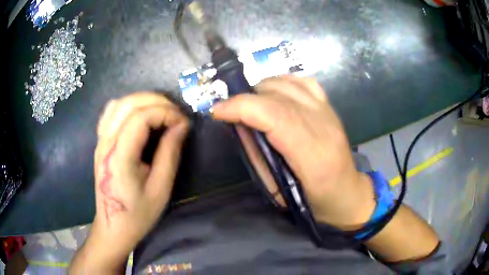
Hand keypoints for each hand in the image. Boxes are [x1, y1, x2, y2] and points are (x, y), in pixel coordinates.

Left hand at [70, 92, 188, 272]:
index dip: (165, 113)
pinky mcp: (100, 142)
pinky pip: (111, 112)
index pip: (140, 117)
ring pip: (119, 103)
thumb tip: (182, 125)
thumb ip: (170, 153)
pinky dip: (129, 106)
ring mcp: (100, 141)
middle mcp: (106, 143)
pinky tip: (140, 116)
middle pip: (129, 104)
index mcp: (119, 157)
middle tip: (176, 114)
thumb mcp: (160, 189)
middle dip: (157, 101)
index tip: (183, 123)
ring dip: (143, 100)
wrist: (113, 226)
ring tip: (161, 111)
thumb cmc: (138, 214)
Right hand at [212, 76, 375, 229]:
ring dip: (262, 89)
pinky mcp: (330, 107)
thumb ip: (257, 155)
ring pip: (289, 83)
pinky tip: (274, 93)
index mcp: (313, 155)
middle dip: (246, 98)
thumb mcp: (278, 191)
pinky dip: (283, 82)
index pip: (274, 115)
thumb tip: (239, 124)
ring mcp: (329, 113)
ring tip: (251, 104)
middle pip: (279, 95)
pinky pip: (304, 82)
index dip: (241, 107)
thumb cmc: (313, 202)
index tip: (218, 111)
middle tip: (231, 111)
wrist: (348, 194)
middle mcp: (324, 126)